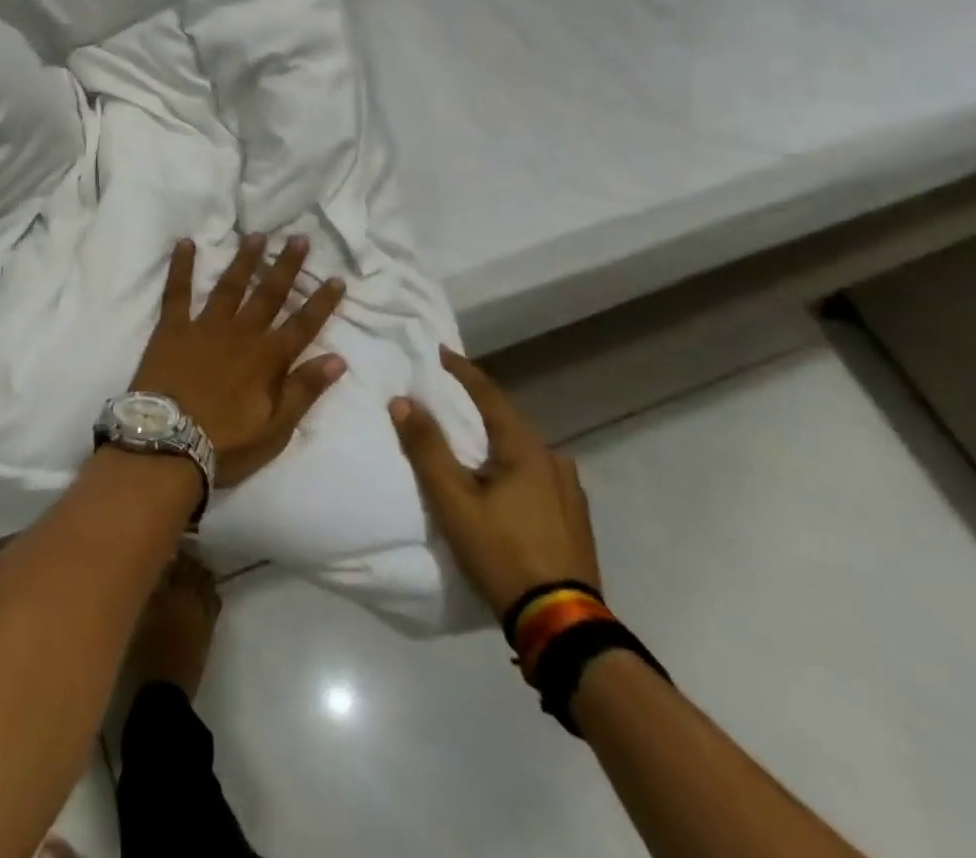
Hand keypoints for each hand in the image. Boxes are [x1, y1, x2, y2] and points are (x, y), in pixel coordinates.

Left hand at [131, 234, 346, 487]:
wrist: (167, 444)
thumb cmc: (225, 444)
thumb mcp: (275, 429)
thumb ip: (304, 391)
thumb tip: (338, 359)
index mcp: (267, 359)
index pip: (302, 325)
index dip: (321, 302)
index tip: (335, 278)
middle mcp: (240, 334)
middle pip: (269, 294)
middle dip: (286, 266)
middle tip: (298, 238)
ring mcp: (204, 327)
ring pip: (230, 286)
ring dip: (245, 259)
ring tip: (256, 235)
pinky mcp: (172, 327)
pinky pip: (177, 290)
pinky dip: (181, 265)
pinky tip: (185, 242)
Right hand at [390, 347, 600, 617]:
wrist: (563, 625)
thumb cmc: (503, 552)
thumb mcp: (454, 501)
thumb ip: (427, 448)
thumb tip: (403, 400)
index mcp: (525, 448)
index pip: (488, 393)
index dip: (461, 370)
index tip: (438, 351)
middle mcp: (553, 459)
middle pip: (507, 418)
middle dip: (475, 402)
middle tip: (444, 392)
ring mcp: (569, 490)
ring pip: (523, 447)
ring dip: (494, 434)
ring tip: (468, 436)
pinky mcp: (573, 517)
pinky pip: (535, 472)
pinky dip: (510, 462)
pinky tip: (500, 478)